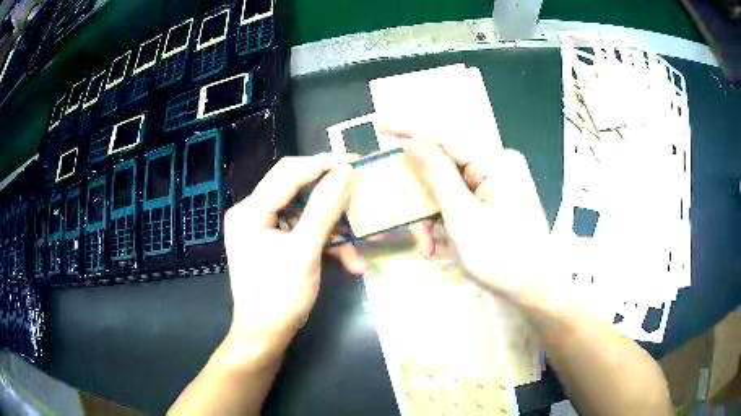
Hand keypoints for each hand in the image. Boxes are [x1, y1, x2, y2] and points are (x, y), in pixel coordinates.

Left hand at [222, 154, 357, 363]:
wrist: (265, 336)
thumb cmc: (279, 298)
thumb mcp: (305, 252)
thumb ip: (324, 209)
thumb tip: (345, 170)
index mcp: (250, 211)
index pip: (287, 173)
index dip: (322, 164)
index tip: (354, 162)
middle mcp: (252, 212)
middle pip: (297, 191)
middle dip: (332, 201)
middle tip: (360, 195)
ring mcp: (262, 228)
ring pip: (305, 214)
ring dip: (334, 230)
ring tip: (361, 247)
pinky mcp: (272, 242)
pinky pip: (302, 231)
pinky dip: (325, 243)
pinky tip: (348, 261)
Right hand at [400, 134, 557, 306]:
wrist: (535, 288)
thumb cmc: (503, 258)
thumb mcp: (464, 218)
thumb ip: (438, 176)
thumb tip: (414, 141)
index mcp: (495, 161)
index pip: (444, 136)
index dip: (409, 129)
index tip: (379, 125)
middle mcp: (496, 166)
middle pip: (444, 166)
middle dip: (421, 195)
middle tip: (408, 223)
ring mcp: (496, 184)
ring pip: (448, 187)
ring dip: (431, 215)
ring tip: (427, 246)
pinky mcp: (494, 200)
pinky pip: (460, 200)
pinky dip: (445, 220)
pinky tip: (439, 244)